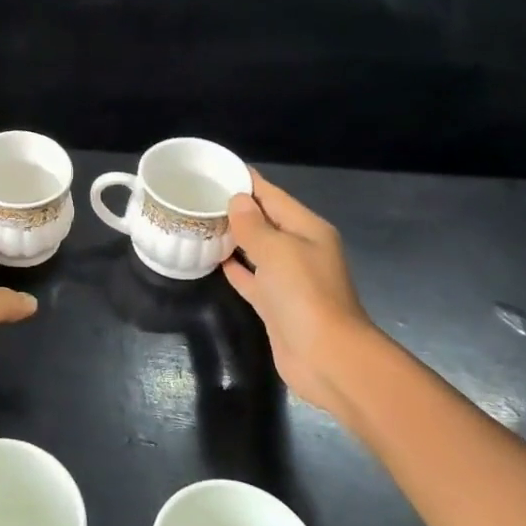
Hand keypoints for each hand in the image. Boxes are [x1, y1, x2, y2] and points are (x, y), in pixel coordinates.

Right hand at [222, 170, 381, 416]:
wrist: (326, 356)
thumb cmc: (304, 295)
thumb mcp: (277, 251)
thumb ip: (254, 225)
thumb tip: (237, 201)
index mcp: (308, 229)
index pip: (273, 195)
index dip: (247, 181)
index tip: (216, 168)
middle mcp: (300, 250)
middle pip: (265, 221)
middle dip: (236, 209)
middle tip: (198, 197)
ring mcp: (289, 279)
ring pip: (257, 250)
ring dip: (234, 238)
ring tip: (201, 224)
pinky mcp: (276, 305)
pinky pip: (252, 279)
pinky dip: (236, 269)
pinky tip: (215, 261)